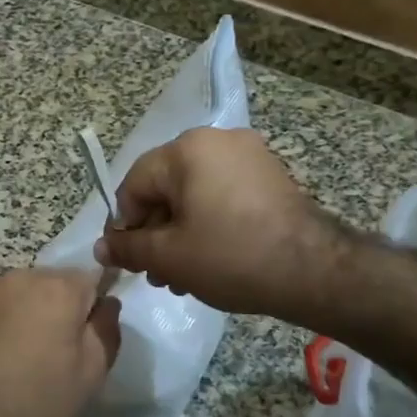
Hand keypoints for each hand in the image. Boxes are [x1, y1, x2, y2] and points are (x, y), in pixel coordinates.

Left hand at [0, 269, 120, 416]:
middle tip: (49, 351)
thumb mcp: (90, 376)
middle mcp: (20, 275)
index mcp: (59, 288)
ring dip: (23, 312)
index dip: (91, 306)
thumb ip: (106, 330)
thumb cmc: (32, 404)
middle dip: (56, 308)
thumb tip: (107, 301)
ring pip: (17, 292)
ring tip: (13, 355)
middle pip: (51, 283)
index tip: (83, 334)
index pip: (91, 278)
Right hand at [94, 128, 336, 317]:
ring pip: (195, 194)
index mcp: (187, 149)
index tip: (130, 260)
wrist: (314, 270)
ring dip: (181, 232)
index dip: (125, 224)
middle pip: (166, 187)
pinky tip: (212, 260)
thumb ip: (129, 248)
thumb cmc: (231, 257)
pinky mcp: (270, 175)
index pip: (135, 183)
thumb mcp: (170, 257)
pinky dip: (210, 222)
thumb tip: (101, 248)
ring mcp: (249, 155)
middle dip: (156, 232)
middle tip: (158, 275)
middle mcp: (217, 140)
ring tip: (184, 276)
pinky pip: (223, 194)